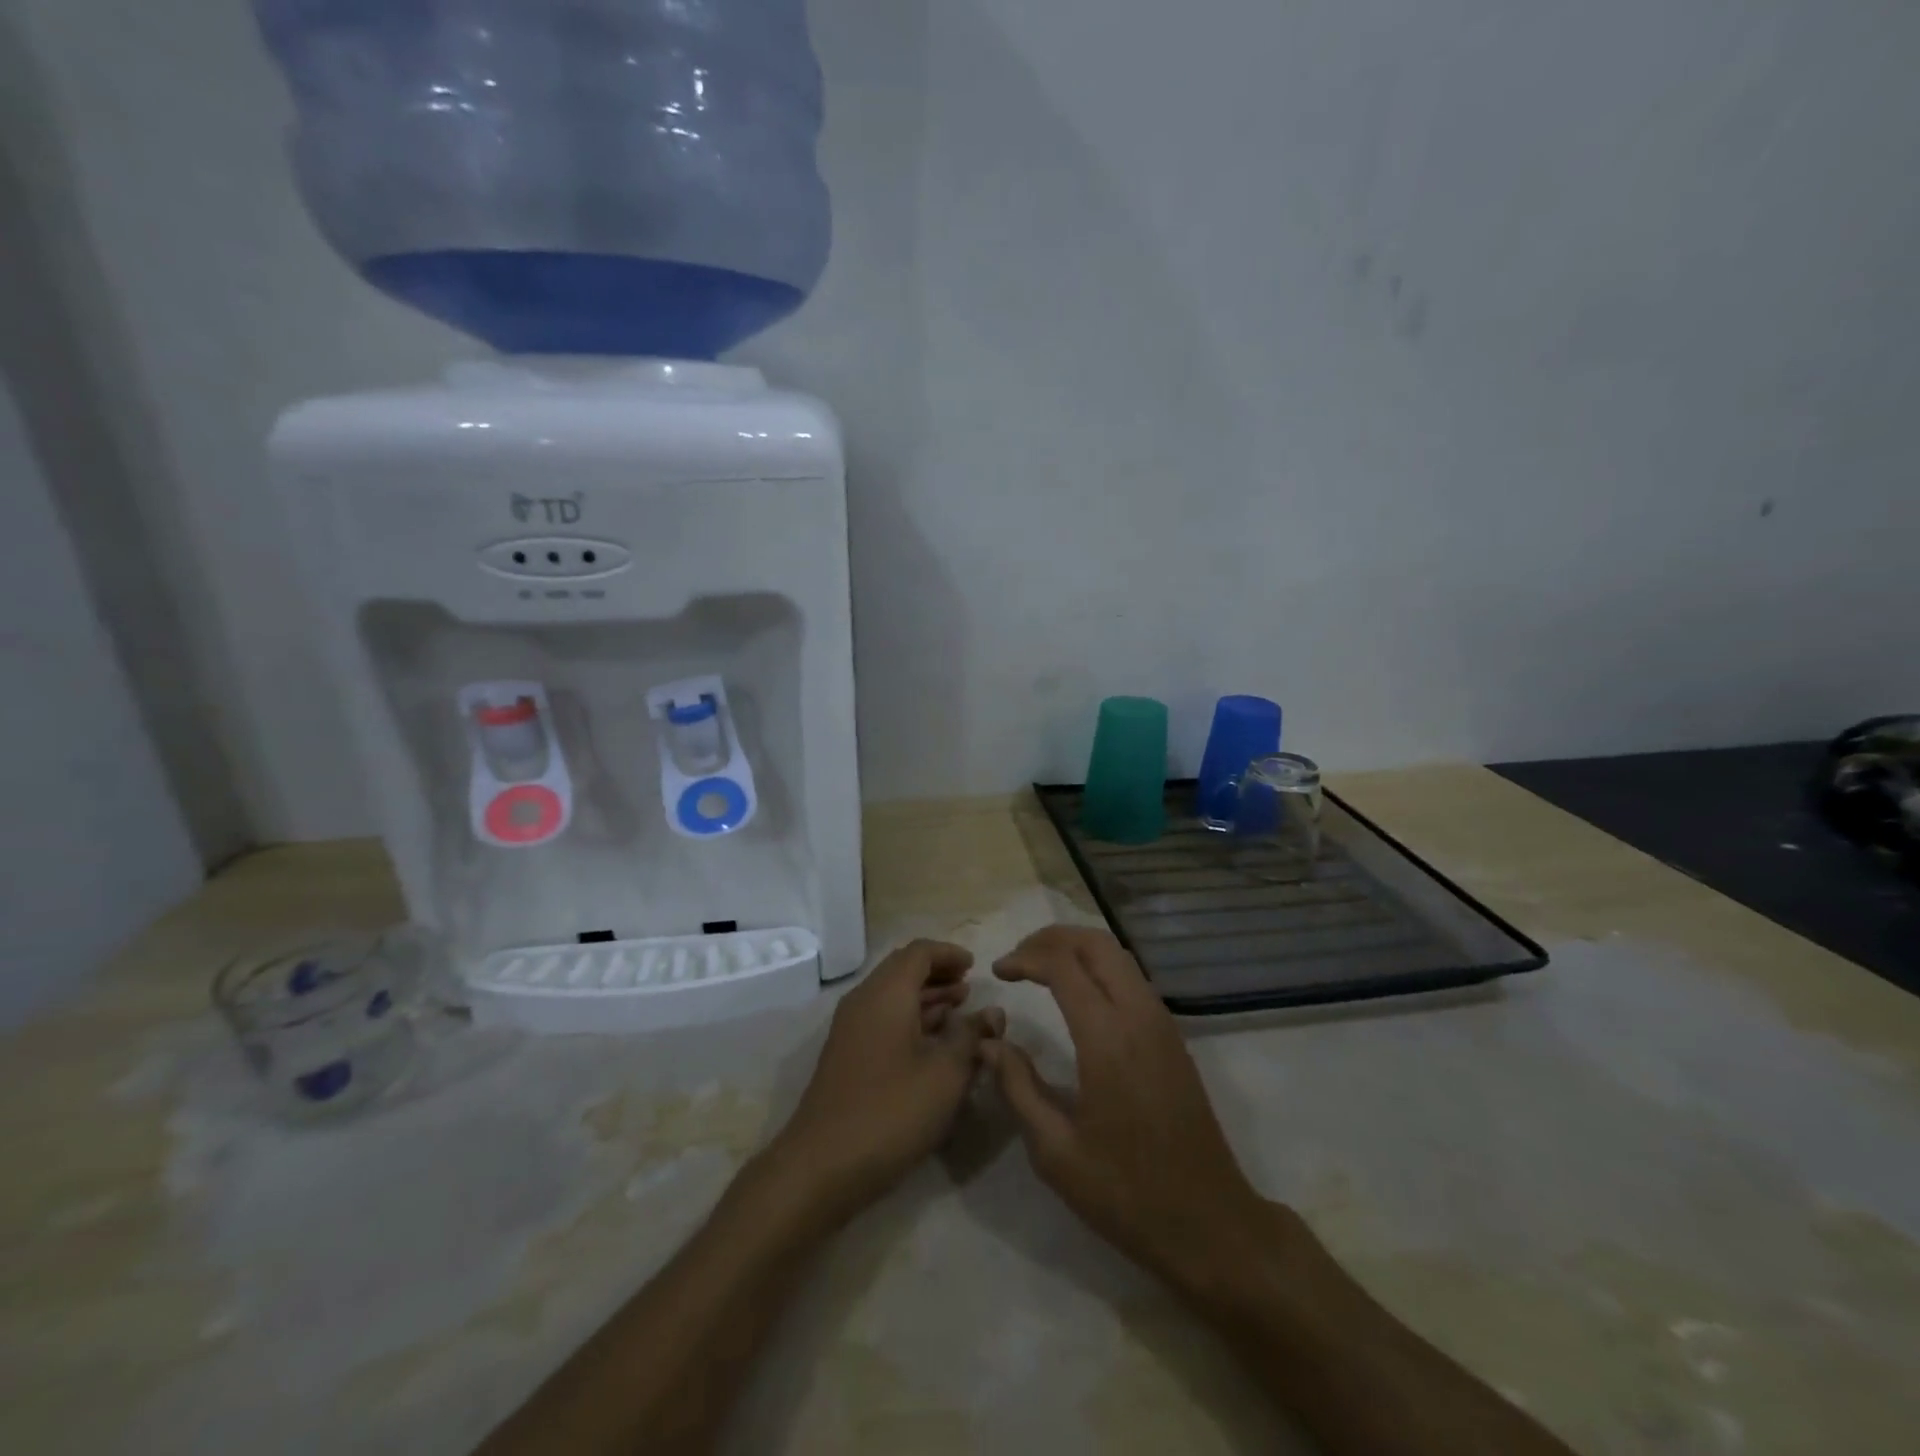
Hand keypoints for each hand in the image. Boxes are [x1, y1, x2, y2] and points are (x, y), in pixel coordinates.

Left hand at [767, 940, 1003, 1223]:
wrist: (821, 1166)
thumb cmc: (890, 1112)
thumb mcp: (945, 1075)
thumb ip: (972, 1037)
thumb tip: (993, 1012)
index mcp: (886, 994)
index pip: (918, 952)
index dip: (949, 954)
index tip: (975, 966)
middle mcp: (864, 1001)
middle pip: (902, 970)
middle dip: (938, 974)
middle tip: (970, 986)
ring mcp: (851, 1030)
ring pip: (892, 996)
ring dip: (925, 998)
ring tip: (959, 1010)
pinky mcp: (847, 1056)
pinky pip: (883, 1020)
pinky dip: (910, 1019)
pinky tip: (933, 1043)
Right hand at [984, 927, 1267, 1290]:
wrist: (1210, 1224)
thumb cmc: (1126, 1194)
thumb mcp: (1056, 1151)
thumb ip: (1018, 1087)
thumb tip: (990, 1043)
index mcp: (1108, 1039)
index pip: (1063, 966)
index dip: (1025, 958)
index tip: (998, 971)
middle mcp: (1139, 1016)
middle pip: (1097, 944)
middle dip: (1053, 938)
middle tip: (1019, 958)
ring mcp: (1162, 1023)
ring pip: (1119, 956)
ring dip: (1078, 949)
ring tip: (1042, 968)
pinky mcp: (1173, 1037)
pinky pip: (1133, 978)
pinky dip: (1100, 967)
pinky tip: (1079, 994)